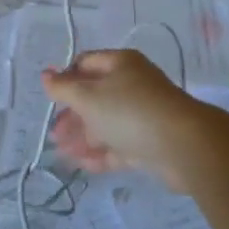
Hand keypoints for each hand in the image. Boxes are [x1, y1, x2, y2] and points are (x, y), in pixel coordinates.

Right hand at [44, 50, 226, 191]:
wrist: (183, 145)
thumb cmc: (130, 111)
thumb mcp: (89, 97)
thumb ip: (64, 88)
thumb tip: (45, 74)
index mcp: (120, 64)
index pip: (86, 63)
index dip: (65, 78)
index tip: (50, 99)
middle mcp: (132, 85)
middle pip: (95, 96)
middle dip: (72, 115)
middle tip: (54, 135)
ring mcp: (142, 115)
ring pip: (106, 123)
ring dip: (83, 137)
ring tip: (62, 155)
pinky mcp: (149, 143)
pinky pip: (119, 145)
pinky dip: (100, 153)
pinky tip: (82, 165)